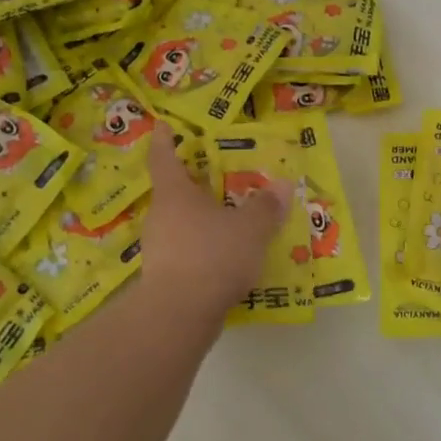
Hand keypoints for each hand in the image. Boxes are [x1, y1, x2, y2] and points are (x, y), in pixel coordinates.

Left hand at [141, 136, 292, 309]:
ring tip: (230, 221)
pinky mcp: (164, 277)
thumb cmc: (212, 256)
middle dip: (195, 185)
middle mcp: (161, 217)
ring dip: (201, 221)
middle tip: (218, 179)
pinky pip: (186, 252)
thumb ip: (265, 206)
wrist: (179, 315)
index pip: (164, 158)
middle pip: (174, 193)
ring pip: (181, 224)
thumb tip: (281, 185)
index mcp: (175, 194)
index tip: (163, 125)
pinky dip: (203, 249)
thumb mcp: (250, 228)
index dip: (164, 140)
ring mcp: (159, 249)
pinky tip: (225, 259)